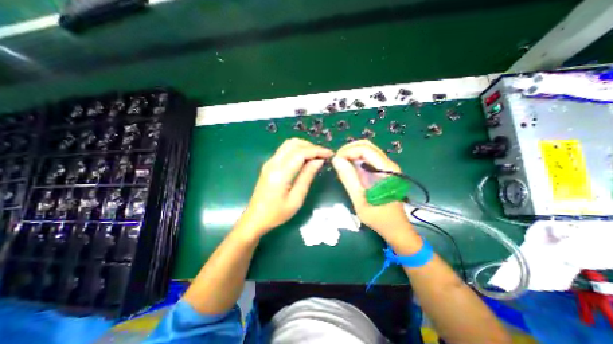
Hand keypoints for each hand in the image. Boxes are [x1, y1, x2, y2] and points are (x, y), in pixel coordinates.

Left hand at [235, 138, 332, 240]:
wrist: (255, 218)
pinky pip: (285, 151)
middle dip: (310, 146)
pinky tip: (304, 160)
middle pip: (293, 143)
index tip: (330, 154)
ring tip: (315, 157)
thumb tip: (319, 161)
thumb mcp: (296, 198)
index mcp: (280, 173)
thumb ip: (307, 176)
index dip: (317, 151)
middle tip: (323, 156)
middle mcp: (273, 163)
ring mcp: (269, 162)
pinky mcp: (269, 165)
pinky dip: (297, 151)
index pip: (301, 153)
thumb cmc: (277, 213)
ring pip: (288, 145)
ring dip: (303, 147)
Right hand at [330, 138, 421, 245]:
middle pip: (367, 145)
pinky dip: (356, 160)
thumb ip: (349, 179)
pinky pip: (368, 159)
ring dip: (352, 154)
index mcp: (386, 169)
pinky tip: (349, 169)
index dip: (347, 152)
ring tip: (341, 165)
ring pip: (367, 150)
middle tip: (337, 161)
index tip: (335, 161)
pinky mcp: (384, 171)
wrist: (396, 228)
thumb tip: (336, 160)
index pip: (365, 149)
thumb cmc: (379, 217)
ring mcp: (387, 167)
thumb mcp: (360, 200)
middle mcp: (388, 164)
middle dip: (349, 150)